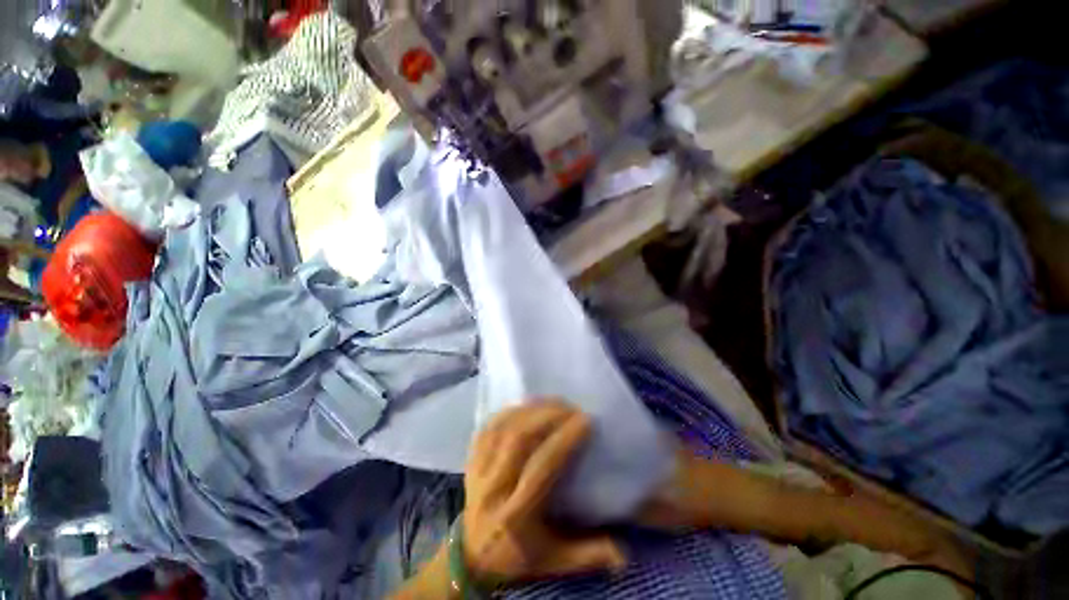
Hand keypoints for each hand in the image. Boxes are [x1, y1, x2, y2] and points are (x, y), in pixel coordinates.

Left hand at [462, 400, 626, 585]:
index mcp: (516, 515)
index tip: (585, 421)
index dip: (564, 439)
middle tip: (570, 407)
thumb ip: (589, 555)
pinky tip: (525, 405)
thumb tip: (625, 555)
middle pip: (520, 439)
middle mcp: (494, 488)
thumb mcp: (555, 562)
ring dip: (530, 410)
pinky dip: (508, 412)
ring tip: (553, 402)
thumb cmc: (518, 557)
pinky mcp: (472, 461)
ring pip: (503, 429)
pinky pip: (488, 428)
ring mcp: (479, 471)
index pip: (542, 467)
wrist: (472, 557)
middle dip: (548, 416)